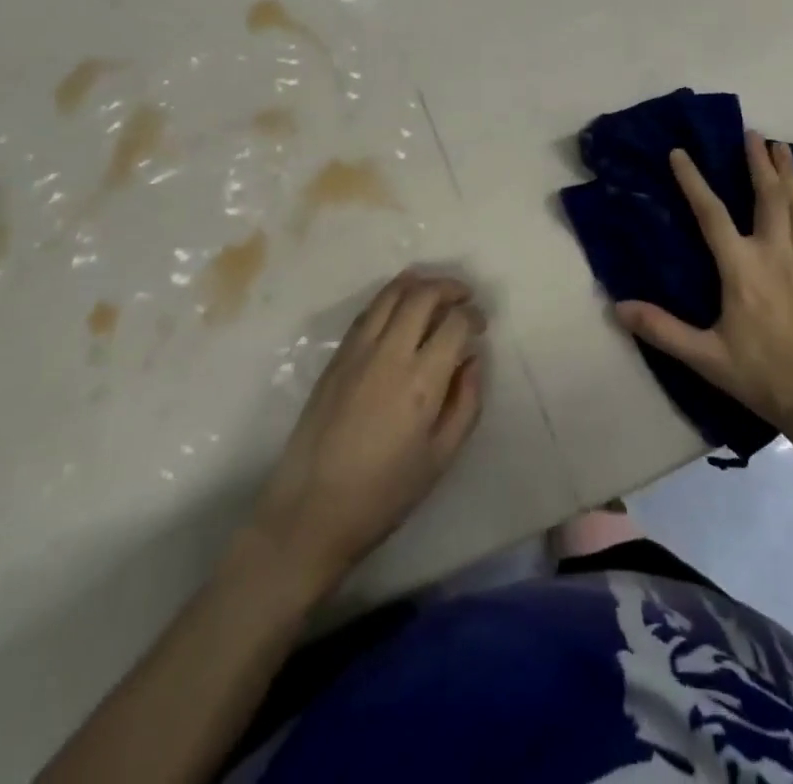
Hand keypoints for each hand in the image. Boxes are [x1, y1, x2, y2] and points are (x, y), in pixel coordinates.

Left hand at [254, 270, 484, 587]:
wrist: (312, 509)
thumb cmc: (384, 492)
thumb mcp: (441, 457)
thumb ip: (466, 403)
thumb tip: (472, 360)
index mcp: (421, 381)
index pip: (454, 323)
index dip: (473, 316)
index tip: (480, 325)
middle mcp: (390, 354)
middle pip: (422, 295)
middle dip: (449, 288)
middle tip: (463, 296)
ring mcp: (358, 351)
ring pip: (390, 294)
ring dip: (417, 283)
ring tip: (433, 291)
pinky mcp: (336, 357)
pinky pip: (367, 312)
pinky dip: (389, 299)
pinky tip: (399, 309)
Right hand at [615, 131, 792, 444]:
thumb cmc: (762, 376)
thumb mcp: (705, 356)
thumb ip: (662, 329)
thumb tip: (617, 307)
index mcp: (741, 268)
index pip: (711, 213)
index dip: (693, 181)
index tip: (679, 152)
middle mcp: (775, 253)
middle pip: (767, 196)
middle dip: (758, 162)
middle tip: (752, 133)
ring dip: (789, 173)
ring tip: (782, 146)